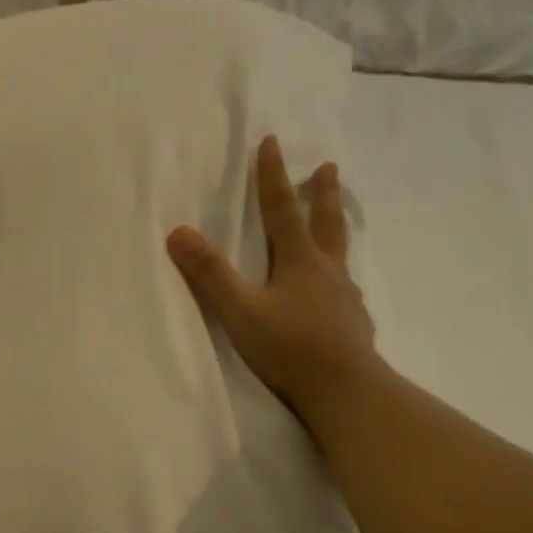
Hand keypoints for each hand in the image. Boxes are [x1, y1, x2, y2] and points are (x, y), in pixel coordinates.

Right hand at [166, 136, 377, 417]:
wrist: (344, 390)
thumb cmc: (290, 349)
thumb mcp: (241, 312)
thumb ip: (211, 275)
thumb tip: (179, 233)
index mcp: (300, 263)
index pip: (282, 210)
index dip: (273, 176)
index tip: (271, 142)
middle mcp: (327, 272)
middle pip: (325, 223)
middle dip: (321, 193)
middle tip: (327, 167)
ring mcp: (345, 298)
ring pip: (340, 255)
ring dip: (335, 231)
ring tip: (335, 225)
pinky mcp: (354, 324)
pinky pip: (345, 290)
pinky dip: (339, 279)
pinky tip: (337, 294)